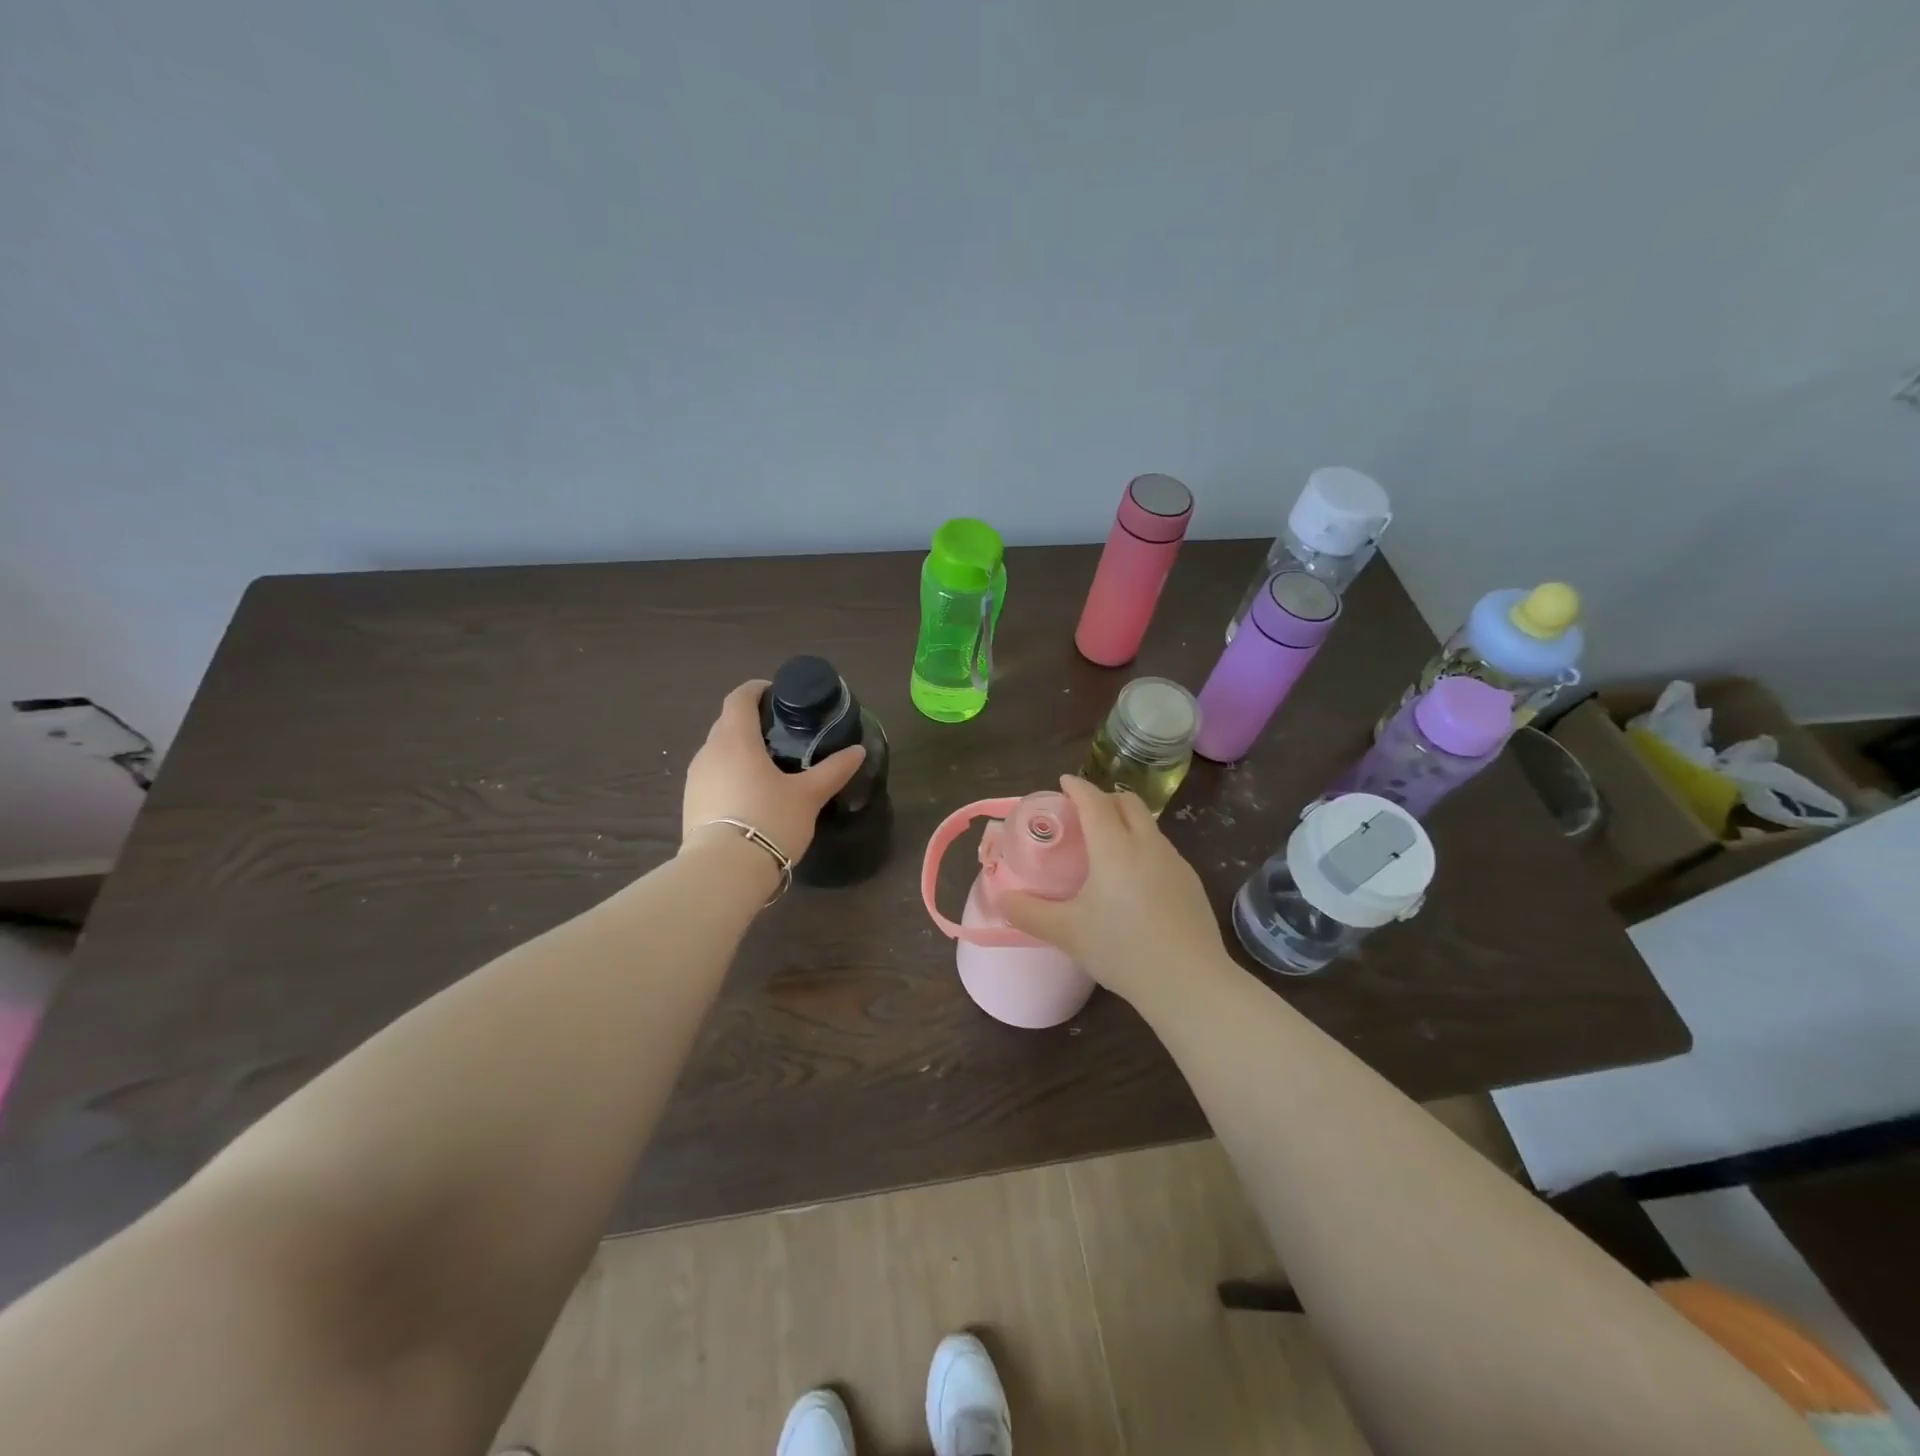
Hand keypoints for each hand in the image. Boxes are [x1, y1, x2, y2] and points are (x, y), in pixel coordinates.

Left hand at [681, 680, 865, 862]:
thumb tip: (858, 751)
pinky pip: (712, 776)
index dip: (757, 689)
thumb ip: (833, 770)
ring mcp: (695, 778)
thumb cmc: (769, 820)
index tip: (777, 694)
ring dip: (739, 750)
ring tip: (768, 766)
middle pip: (727, 723)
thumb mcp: (808, 796)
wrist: (724, 871)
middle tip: (781, 733)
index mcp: (735, 739)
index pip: (740, 697)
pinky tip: (750, 795)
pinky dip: (730, 774)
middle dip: (751, 721)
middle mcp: (709, 751)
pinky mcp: (690, 803)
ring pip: (718, 751)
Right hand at [999, 776, 1229, 1007]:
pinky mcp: (1191, 883)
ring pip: (1149, 826)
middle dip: (1104, 798)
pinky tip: (1135, 882)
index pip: (1093, 801)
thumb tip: (1001, 898)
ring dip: (1127, 823)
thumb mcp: (1066, 932)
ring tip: (1108, 848)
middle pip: (1128, 802)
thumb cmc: (1122, 949)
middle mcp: (1147, 844)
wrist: (1188, 982)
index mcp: (1114, 846)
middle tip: (1084, 814)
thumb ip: (1029, 912)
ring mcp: (1174, 862)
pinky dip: (1144, 848)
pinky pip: (1162, 850)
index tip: (1063, 783)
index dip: (1077, 788)